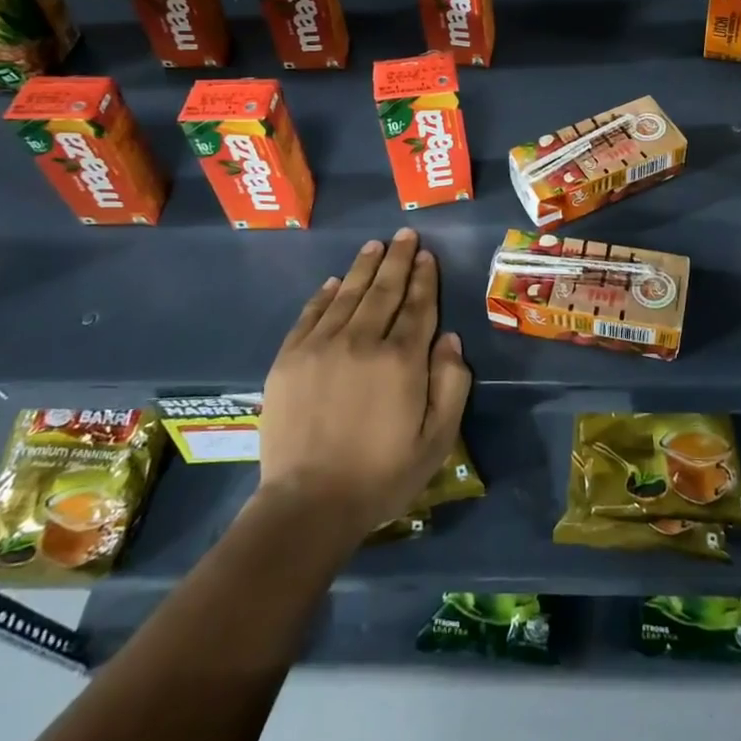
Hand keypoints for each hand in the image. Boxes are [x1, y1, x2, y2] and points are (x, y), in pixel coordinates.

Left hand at [257, 230, 470, 537]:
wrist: (308, 504)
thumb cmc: (382, 475)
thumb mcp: (438, 439)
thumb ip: (451, 384)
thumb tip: (450, 339)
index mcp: (402, 360)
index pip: (418, 306)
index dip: (425, 278)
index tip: (427, 255)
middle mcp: (362, 341)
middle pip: (384, 290)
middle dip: (398, 259)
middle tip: (405, 235)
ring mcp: (321, 346)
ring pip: (348, 294)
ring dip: (365, 267)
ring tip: (375, 245)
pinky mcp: (289, 359)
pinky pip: (310, 314)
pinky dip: (325, 294)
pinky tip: (335, 281)